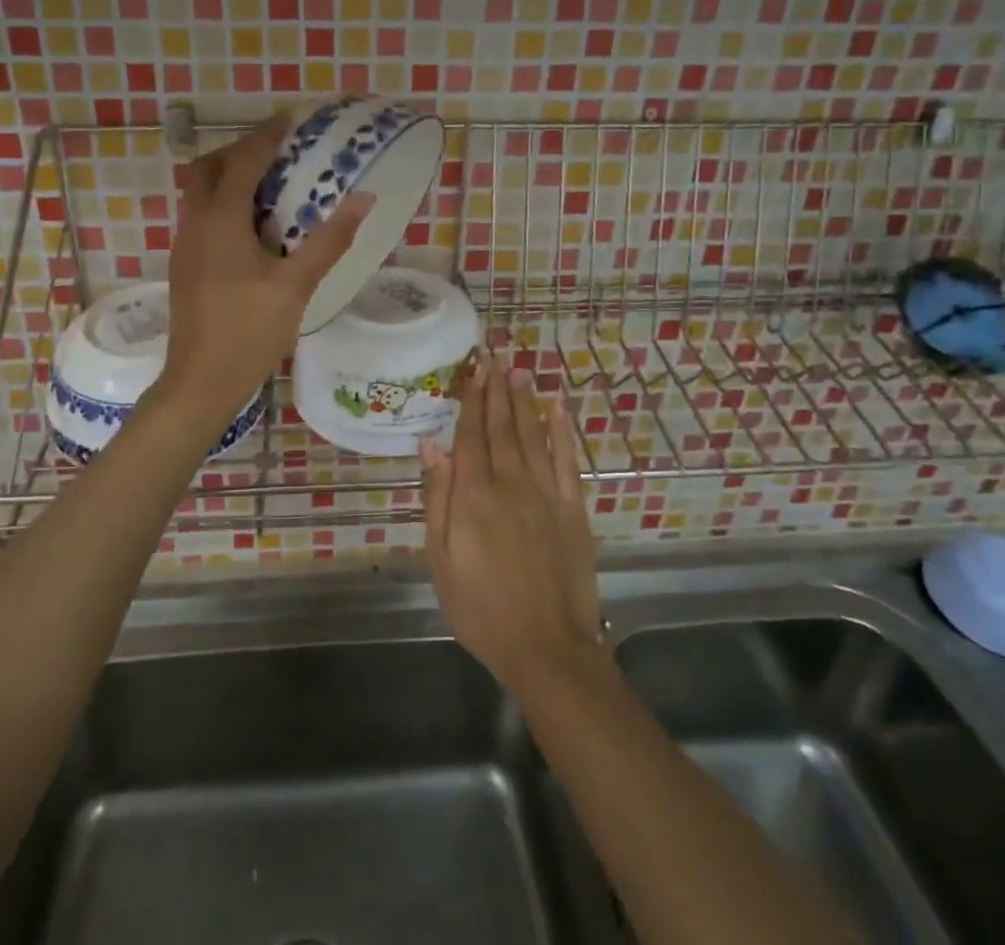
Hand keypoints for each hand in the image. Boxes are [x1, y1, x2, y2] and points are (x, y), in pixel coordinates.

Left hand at [162, 115, 372, 419]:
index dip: (265, 136)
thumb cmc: (250, 331)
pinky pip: (200, 215)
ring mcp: (184, 245)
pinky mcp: (184, 265)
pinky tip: (252, 226)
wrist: (200, 381)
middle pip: (208, 168)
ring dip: (228, 176)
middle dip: (239, 150)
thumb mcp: (297, 285)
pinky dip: (222, 202)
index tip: (290, 120)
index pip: (241, 161)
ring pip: (198, 192)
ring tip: (269, 184)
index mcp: (220, 221)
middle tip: (276, 151)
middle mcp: (195, 223)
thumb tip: (364, 198)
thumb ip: (329, 239)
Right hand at [422, 355, 600, 695]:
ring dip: (525, 400)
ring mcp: (546, 494)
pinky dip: (562, 431)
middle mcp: (510, 483)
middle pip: (502, 427)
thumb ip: (437, 498)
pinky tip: (557, 408)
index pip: (470, 436)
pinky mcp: (573, 509)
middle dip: (497, 390)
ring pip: (533, 435)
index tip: (474, 370)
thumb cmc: (481, 609)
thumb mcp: (441, 560)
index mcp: (474, 496)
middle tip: (495, 356)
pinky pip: (567, 460)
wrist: (547, 648)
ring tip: (519, 370)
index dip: (471, 401)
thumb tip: (431, 445)